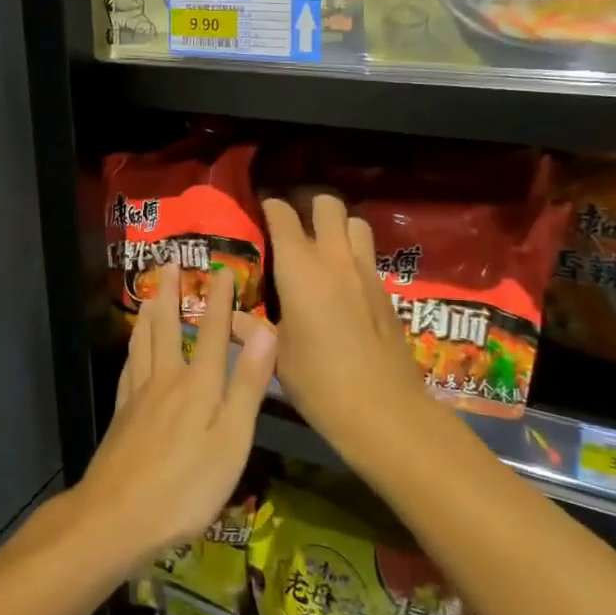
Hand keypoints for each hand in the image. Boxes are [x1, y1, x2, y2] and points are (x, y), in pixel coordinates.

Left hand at [73, 265, 277, 567]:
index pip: (210, 331)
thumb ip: (246, 385)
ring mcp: (138, 396)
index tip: (222, 268)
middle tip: (169, 262)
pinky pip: (128, 367)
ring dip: (150, 313)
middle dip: (172, 293)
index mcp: (197, 385)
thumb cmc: (185, 486)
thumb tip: (264, 331)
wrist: (117, 517)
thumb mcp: (230, 440)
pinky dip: (133, 348)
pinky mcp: (122, 415)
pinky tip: (133, 349)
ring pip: (143, 342)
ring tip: (151, 293)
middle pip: (167, 327)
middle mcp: (165, 380)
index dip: (218, 299)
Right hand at [262, 195, 428, 444]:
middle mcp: (334, 258)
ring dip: (339, 227)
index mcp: (299, 267)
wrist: (383, 409)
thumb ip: (252, 328)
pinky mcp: (386, 291)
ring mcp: (365, 272)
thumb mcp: (275, 354)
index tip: (260, 212)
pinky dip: (354, 255)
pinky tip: (342, 282)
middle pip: (328, 204)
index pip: (283, 215)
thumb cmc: (318, 380)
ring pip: (356, 223)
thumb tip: (228, 317)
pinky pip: (368, 255)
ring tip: (323, 247)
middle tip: (294, 227)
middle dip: (310, 206)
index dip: (270, 207)